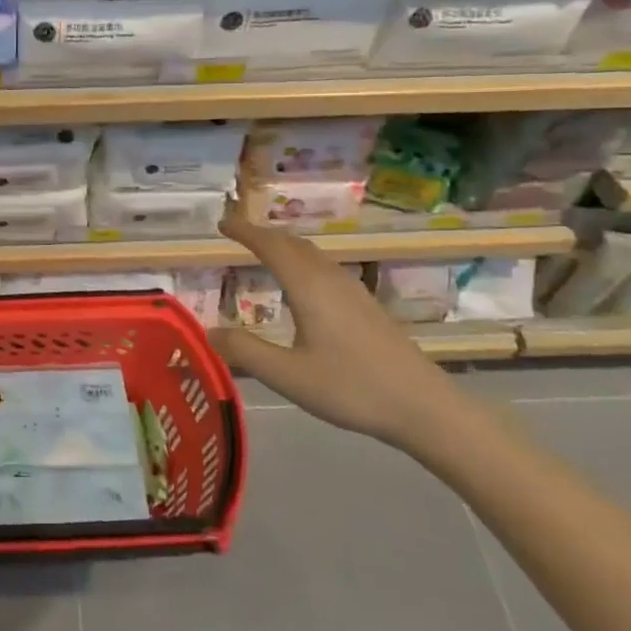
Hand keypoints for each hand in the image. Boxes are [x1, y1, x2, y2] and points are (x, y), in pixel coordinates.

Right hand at [212, 205, 474, 447]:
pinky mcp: (367, 307)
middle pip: (294, 244)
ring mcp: (354, 292)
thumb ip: (244, 351)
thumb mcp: (287, 375)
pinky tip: (301, 287)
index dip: (245, 231)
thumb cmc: (351, 388)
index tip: (222, 223)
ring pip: (313, 255)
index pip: (271, 246)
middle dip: (263, 234)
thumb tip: (206, 331)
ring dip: (285, 247)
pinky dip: (302, 263)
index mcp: (308, 288)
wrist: (424, 407)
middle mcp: (331, 280)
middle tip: (237, 233)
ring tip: (263, 253)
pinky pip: (325, 269)